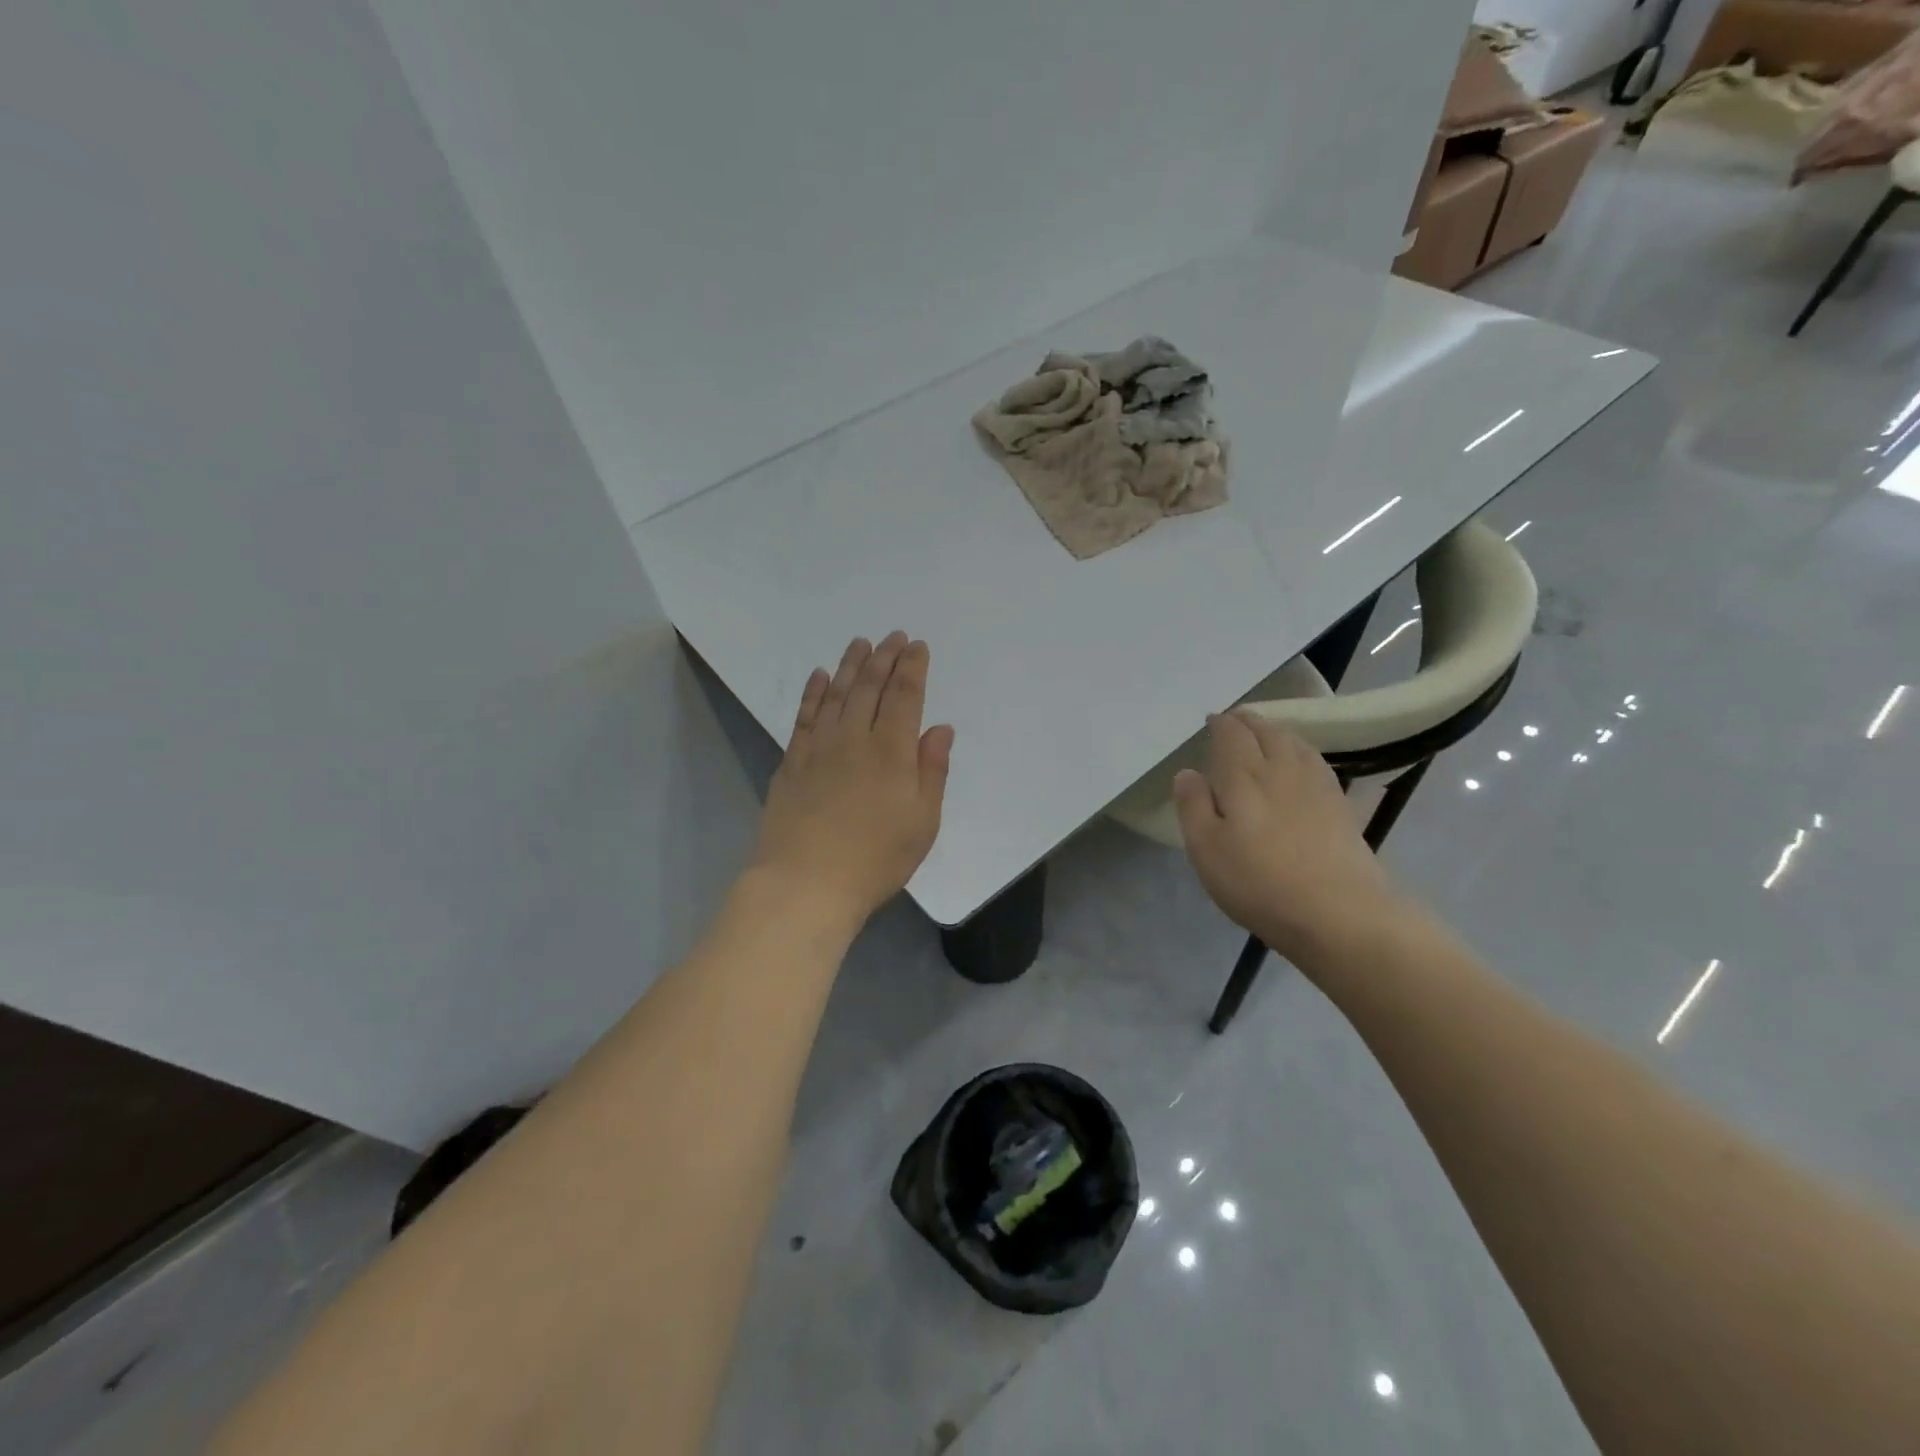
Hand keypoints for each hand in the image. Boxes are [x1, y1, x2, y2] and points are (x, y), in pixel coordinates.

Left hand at [750, 632, 953, 925]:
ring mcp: (819, 748)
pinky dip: (813, 692)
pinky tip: (818, 676)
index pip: (905, 696)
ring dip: (850, 665)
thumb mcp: (923, 823)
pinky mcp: (792, 762)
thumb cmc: (876, 859)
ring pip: (836, 694)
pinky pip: (804, 716)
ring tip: (860, 644)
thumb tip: (940, 729)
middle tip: (892, 636)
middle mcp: (855, 739)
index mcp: (892, 752)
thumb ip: (932, 771)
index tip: (917, 646)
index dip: (912, 668)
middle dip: (884, 658)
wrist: (806, 883)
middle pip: (870, 687)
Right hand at [1173, 711, 1402, 966]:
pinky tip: (1300, 761)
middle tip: (1234, 721)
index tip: (1210, 721)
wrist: (1339, 913)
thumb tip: (1188, 772)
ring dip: (1275, 731)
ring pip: (1294, 741)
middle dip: (1248, 721)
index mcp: (1244, 775)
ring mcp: (1316, 784)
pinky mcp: (1340, 804)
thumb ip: (1193, 806)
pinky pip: (1315, 760)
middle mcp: (1281, 768)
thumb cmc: (1259, 882)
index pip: (1231, 734)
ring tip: (1264, 733)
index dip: (1220, 724)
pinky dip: (1300, 749)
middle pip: (1265, 730)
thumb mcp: (1206, 849)